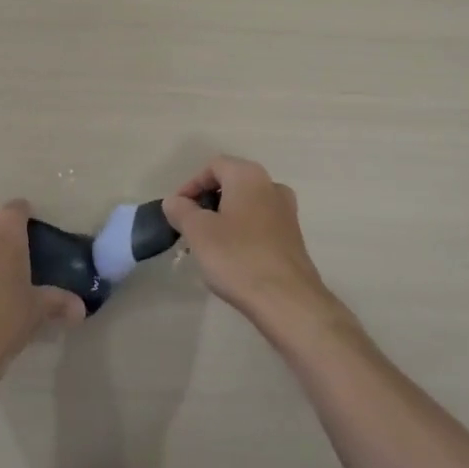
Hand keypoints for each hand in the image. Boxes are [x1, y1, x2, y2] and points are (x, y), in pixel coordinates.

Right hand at [162, 156, 337, 333]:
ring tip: (207, 245)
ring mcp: (287, 213)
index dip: (190, 185)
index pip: (213, 166)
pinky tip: (232, 259)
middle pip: (231, 184)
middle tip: (190, 227)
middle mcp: (272, 186)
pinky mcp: (293, 239)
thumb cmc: (237, 257)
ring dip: (224, 219)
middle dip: (207, 203)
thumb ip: (181, 210)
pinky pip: (260, 225)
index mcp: (248, 176)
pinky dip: (242, 234)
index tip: (177, 210)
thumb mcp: (198, 231)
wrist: (287, 301)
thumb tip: (174, 201)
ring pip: (246, 206)